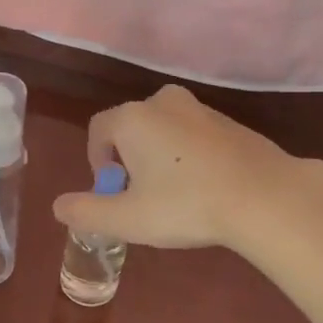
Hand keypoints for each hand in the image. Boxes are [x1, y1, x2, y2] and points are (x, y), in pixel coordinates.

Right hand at [50, 84, 321, 252]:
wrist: (264, 195)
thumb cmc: (186, 204)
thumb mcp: (128, 219)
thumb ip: (87, 212)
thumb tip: (58, 207)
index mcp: (133, 118)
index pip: (98, 130)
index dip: (97, 161)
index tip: (112, 191)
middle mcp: (164, 102)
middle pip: (132, 127)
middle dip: (129, 159)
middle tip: (141, 196)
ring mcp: (201, 109)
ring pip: (165, 130)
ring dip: (160, 156)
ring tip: (174, 195)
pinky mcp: (230, 122)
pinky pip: (194, 135)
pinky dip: (189, 155)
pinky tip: (205, 187)